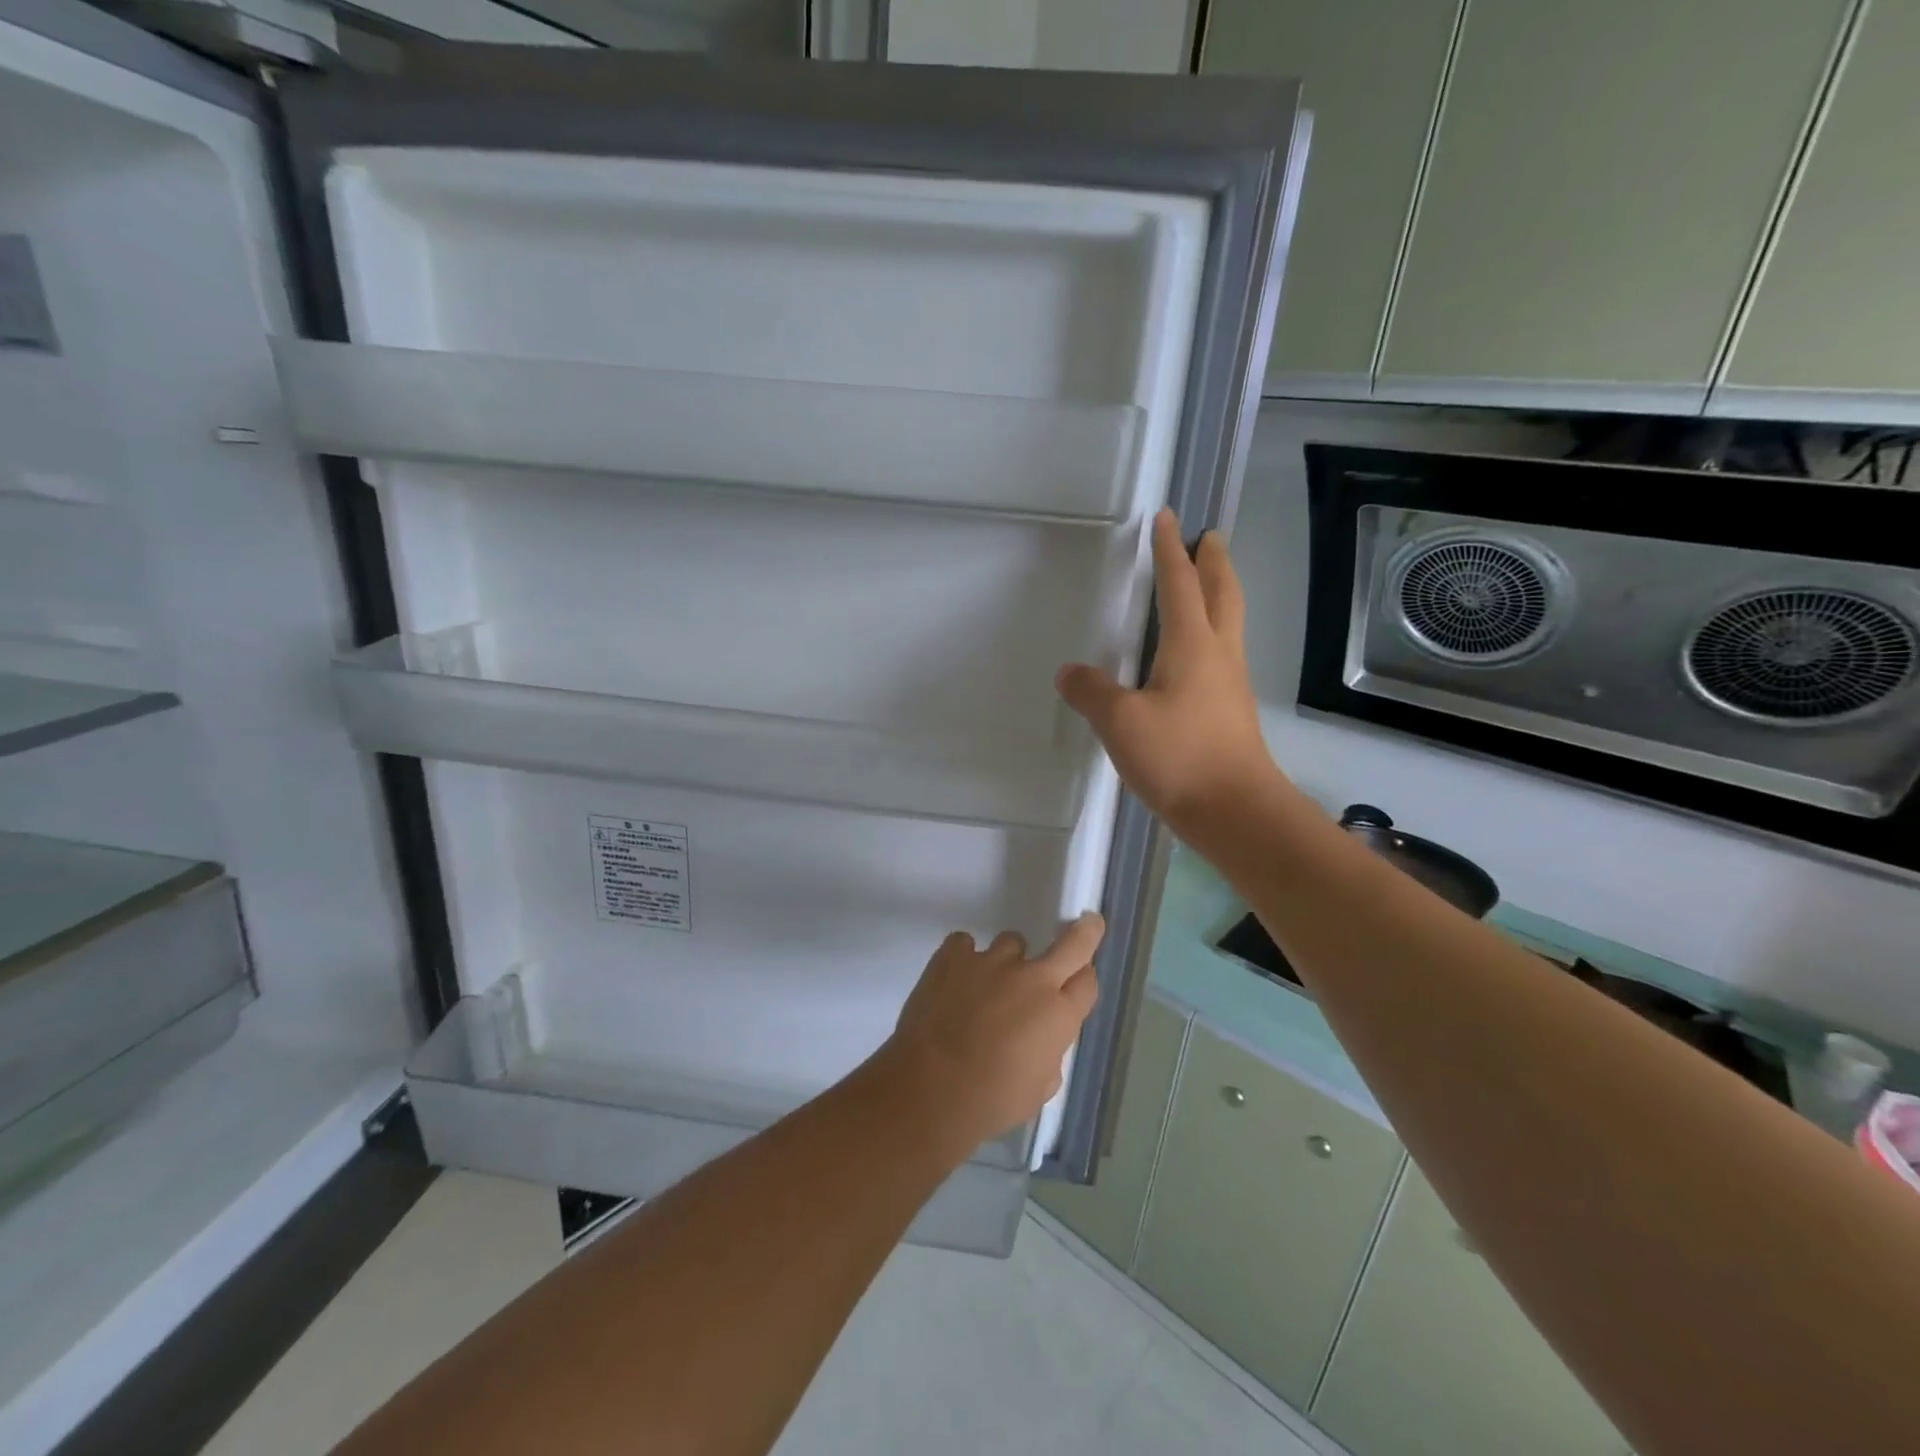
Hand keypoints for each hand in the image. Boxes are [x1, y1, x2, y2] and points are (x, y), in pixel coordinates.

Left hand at [880, 914, 1103, 1148]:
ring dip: (1007, 962)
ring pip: (1012, 943)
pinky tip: (953, 979)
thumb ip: (1047, 1057)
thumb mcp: (1037, 1091)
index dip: (1083, 981)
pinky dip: (963, 958)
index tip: (1078, 981)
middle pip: (1071, 944)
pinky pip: (964, 944)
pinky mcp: (953, 955)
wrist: (930, 1088)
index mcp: (1058, 1014)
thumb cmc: (990, 1100)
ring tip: (986, 987)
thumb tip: (1040, 1044)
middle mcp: (1032, 979)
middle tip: (1087, 924)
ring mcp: (991, 961)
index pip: (1087, 982)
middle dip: (1083, 933)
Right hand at [1056, 509, 1280, 834]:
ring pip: (1228, 625)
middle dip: (1213, 563)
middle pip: (1221, 595)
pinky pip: (1222, 656)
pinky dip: (1211, 635)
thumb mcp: (1120, 722)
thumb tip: (1070, 672)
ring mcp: (1230, 686)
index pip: (1179, 585)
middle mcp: (1218, 656)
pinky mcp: (1231, 714)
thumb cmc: (1180, 758)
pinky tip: (1195, 657)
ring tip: (1206, 586)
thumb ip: (1091, 692)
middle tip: (1210, 538)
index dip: (1170, 551)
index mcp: (1192, 646)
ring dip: (1218, 596)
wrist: (1236, 813)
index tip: (1168, 518)